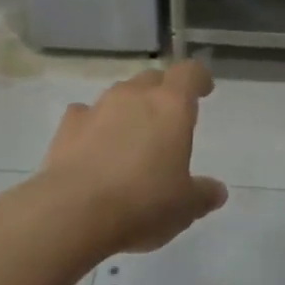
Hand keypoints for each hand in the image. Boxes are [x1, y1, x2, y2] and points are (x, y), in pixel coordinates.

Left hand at [34, 61, 228, 257]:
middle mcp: (134, 96)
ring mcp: (98, 107)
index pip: (189, 72)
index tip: (204, 91)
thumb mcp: (185, 207)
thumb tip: (217, 191)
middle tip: (168, 120)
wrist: (74, 212)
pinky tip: (93, 146)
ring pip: (120, 94)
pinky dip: (93, 124)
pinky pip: (86, 114)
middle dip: (163, 92)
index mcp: (171, 106)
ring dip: (129, 108)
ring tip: (132, 137)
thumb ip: (203, 194)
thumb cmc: (143, 202)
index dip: (198, 79)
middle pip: (153, 79)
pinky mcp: (68, 126)